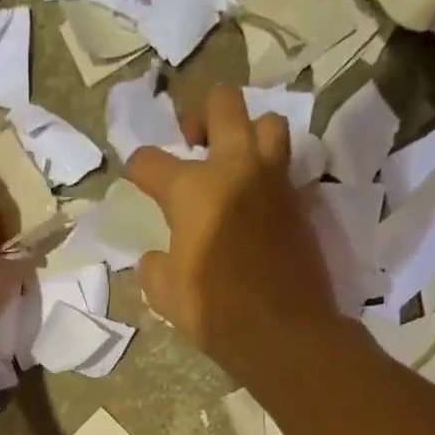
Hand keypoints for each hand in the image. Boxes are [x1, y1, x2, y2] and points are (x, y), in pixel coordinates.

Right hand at [126, 86, 338, 368]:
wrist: (282, 330)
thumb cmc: (214, 311)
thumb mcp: (165, 295)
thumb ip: (154, 267)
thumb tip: (155, 257)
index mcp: (191, 189)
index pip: (151, 161)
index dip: (137, 167)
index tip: (135, 175)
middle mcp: (234, 169)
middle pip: (222, 105)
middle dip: (201, 114)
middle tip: (193, 140)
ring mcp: (272, 180)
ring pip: (267, 122)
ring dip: (248, 131)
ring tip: (233, 160)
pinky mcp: (299, 200)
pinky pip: (284, 165)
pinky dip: (268, 171)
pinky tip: (255, 197)